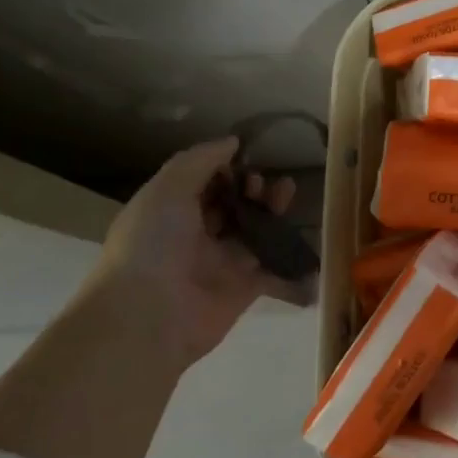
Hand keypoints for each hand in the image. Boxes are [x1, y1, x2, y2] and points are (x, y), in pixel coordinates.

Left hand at [84, 137, 310, 367]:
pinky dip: (292, 257)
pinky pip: (275, 266)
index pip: (204, 184)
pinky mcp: (248, 287)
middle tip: (263, 183)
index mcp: (170, 212)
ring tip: (286, 193)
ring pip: (257, 230)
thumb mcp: (167, 189)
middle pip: (234, 205)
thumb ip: (200, 160)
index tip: (244, 161)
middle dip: (253, 188)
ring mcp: (223, 262)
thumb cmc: (153, 244)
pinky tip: (306, 235)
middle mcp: (196, 236)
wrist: (151, 315)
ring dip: (273, 210)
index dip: (225, 169)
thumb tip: (233, 142)